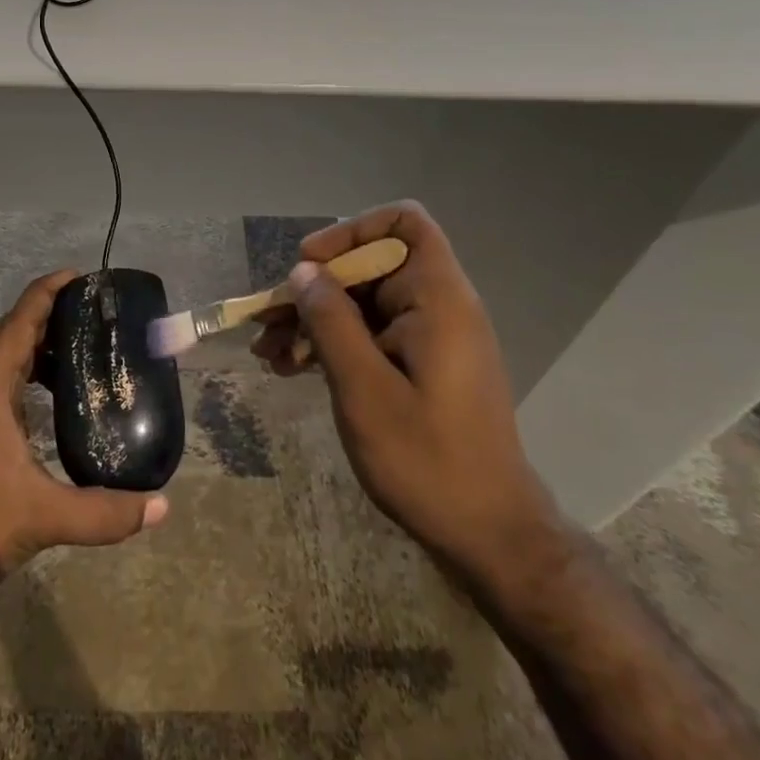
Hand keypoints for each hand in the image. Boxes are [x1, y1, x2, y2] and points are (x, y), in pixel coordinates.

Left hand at [0, 270, 168, 619]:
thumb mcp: (43, 517)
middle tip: (97, 314)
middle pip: (14, 329)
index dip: (51, 290)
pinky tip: (55, 396)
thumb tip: (161, 507)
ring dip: (40, 343)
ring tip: (84, 349)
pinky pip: (1, 379)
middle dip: (52, 312)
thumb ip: (104, 512)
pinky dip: (29, 371)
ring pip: (5, 355)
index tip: (85, 277)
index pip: (22, 318)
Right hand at [251, 202, 557, 583]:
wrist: (490, 537)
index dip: (352, 231)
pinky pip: (372, 334)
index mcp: (438, 298)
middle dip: (316, 288)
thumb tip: (304, 273)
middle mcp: (439, 306)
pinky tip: (293, 368)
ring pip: (364, 303)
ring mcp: (430, 337)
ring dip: (315, 320)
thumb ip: (331, 322)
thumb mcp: (364, 390)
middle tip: (268, 320)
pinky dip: (334, 344)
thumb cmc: (428, 460)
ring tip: (269, 352)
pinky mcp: (422, 365)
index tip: (311, 266)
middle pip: (371, 266)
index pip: (403, 223)